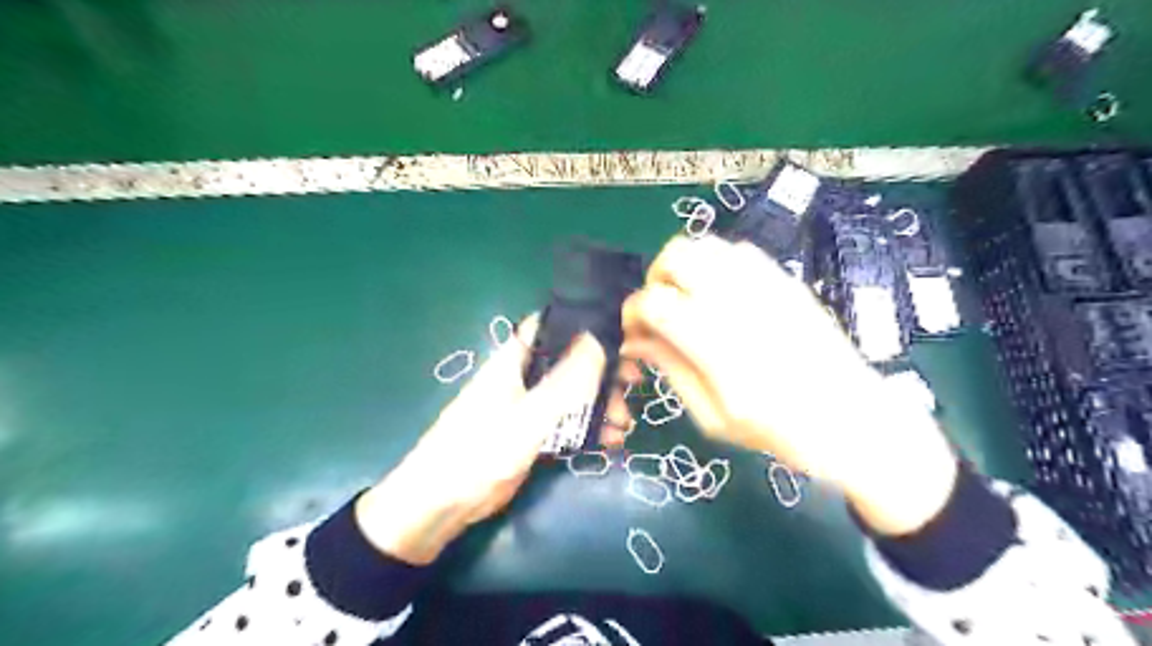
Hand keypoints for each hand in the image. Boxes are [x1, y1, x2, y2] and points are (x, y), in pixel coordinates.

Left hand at [359, 317, 611, 564]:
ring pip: (574, 395)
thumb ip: (566, 381)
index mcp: (516, 360)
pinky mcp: (533, 434)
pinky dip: (591, 428)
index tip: (621, 334)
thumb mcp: (529, 415)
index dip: (586, 325)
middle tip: (633, 384)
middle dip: (604, 373)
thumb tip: (598, 338)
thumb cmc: (481, 449)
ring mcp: (530, 406)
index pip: (553, 326)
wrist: (444, 502)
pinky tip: (612, 441)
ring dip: (602, 405)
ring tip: (625, 424)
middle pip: (571, 362)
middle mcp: (525, 377)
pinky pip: (568, 423)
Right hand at [622, 237, 955, 534]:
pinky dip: (716, 263)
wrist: (853, 420)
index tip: (634, 332)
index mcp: (717, 347)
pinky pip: (738, 251)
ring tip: (687, 298)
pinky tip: (721, 292)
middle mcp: (739, 304)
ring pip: (706, 245)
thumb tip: (635, 340)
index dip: (633, 312)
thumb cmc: (779, 431)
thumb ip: (671, 370)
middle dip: (655, 280)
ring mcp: (767, 286)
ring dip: (684, 266)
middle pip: (676, 257)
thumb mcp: (714, 417)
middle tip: (660, 310)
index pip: (654, 302)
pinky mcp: (786, 280)